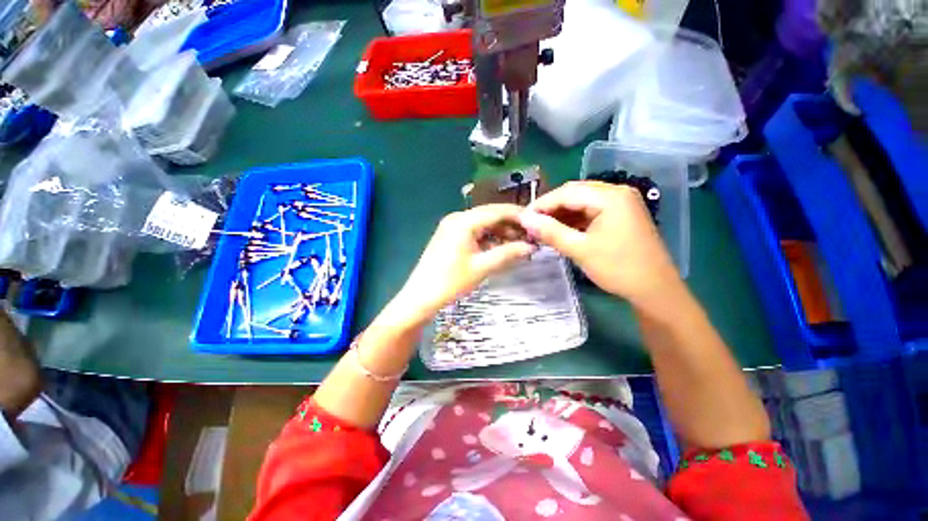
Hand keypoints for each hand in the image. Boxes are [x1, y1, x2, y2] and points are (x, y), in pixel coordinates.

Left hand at [396, 204, 535, 322]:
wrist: (421, 296)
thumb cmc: (450, 282)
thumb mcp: (482, 267)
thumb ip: (508, 254)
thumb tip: (531, 247)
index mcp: (464, 221)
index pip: (497, 211)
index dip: (519, 216)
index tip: (537, 224)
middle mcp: (458, 218)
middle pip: (490, 215)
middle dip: (511, 225)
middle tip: (530, 237)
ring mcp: (452, 226)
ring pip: (483, 224)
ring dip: (501, 232)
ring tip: (519, 245)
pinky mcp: (451, 236)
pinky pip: (475, 232)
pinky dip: (489, 238)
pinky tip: (500, 248)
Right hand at [519, 181, 679, 305]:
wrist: (654, 290)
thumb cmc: (618, 268)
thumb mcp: (579, 249)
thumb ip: (550, 231)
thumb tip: (524, 219)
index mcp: (610, 196)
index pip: (566, 193)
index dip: (541, 204)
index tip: (522, 219)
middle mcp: (617, 192)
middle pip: (574, 193)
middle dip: (550, 208)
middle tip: (531, 224)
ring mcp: (621, 203)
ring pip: (581, 202)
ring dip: (561, 214)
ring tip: (542, 228)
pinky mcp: (620, 215)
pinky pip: (590, 211)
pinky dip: (573, 220)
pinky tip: (561, 230)